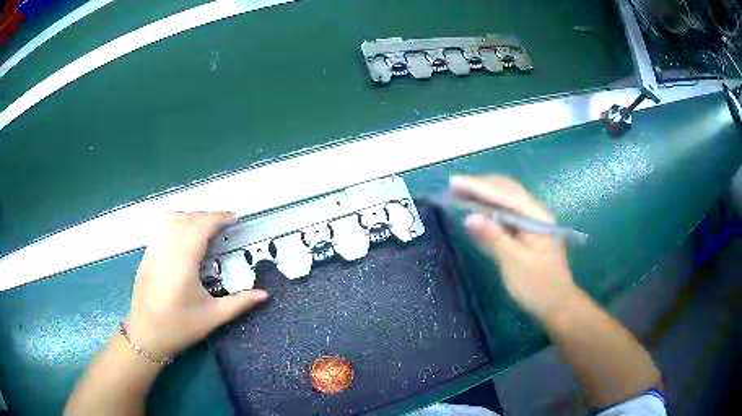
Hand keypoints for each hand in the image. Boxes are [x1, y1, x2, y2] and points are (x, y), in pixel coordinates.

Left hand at [125, 212, 268, 359]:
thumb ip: (240, 303)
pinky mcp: (146, 254)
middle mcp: (167, 248)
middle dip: (207, 216)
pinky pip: (161, 228)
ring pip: (172, 219)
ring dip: (190, 216)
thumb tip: (265, 294)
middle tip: (224, 223)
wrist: (146, 334)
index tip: (234, 217)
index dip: (219, 217)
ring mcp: (154, 249)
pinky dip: (175, 222)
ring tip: (204, 225)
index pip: (201, 226)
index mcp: (184, 260)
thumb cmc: (180, 326)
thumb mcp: (213, 316)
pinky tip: (182, 234)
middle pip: (188, 219)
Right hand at [451, 176, 578, 319]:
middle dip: (480, 186)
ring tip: (461, 193)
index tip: (453, 183)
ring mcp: (533, 223)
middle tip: (454, 186)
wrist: (558, 306)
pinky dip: (490, 209)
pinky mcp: (528, 234)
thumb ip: (494, 238)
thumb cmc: (539, 286)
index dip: (478, 187)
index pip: (505, 195)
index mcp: (536, 217)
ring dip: (484, 195)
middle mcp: (536, 214)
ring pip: (506, 201)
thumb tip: (469, 217)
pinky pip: (507, 214)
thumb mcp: (515, 263)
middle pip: (507, 191)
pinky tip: (478, 210)